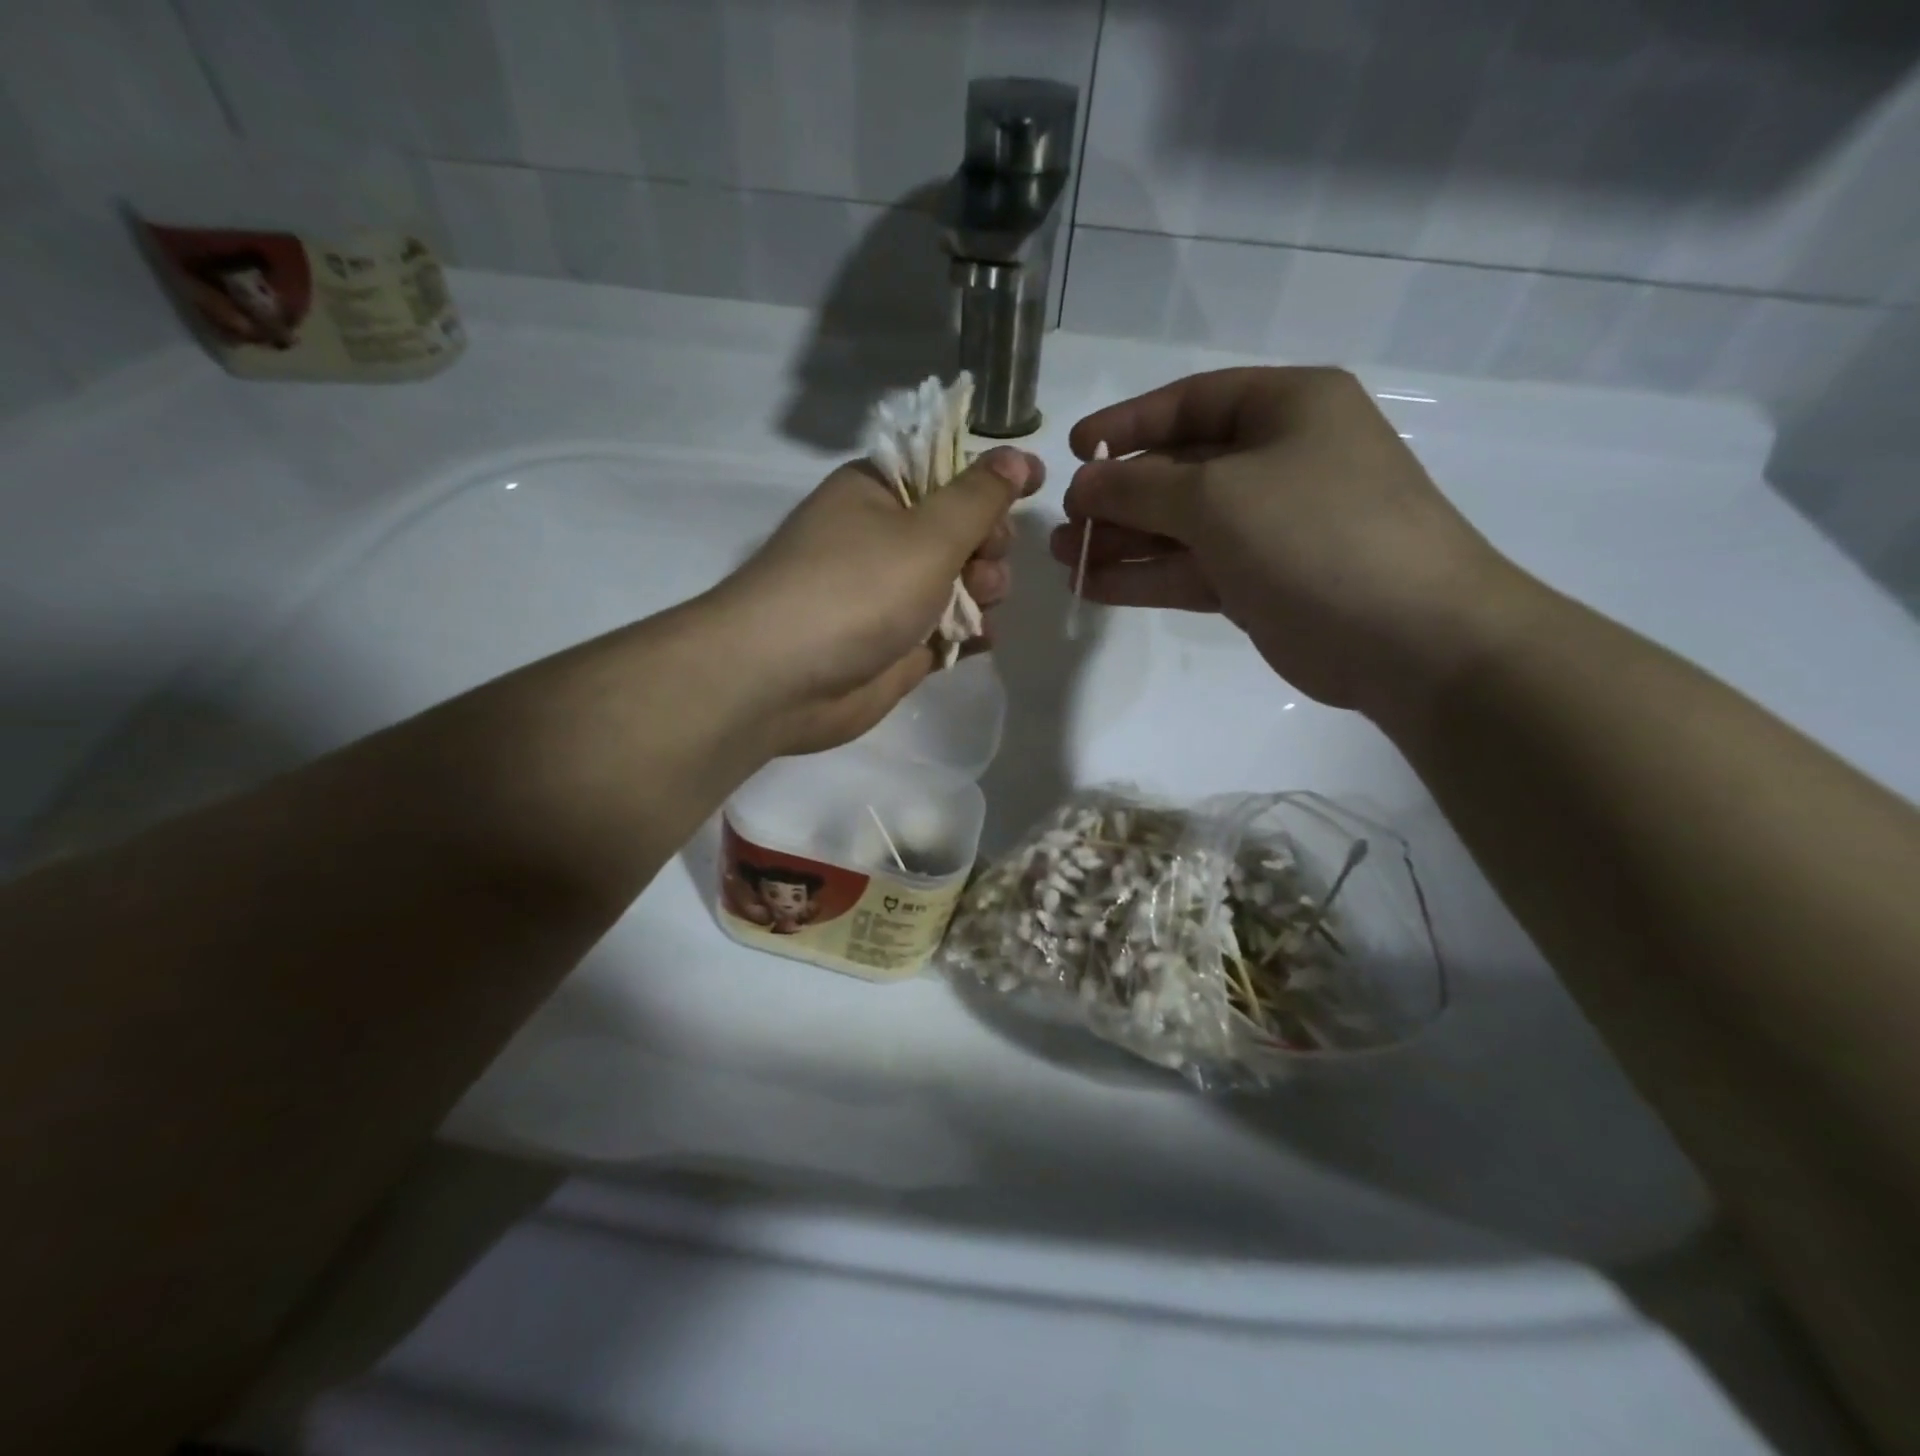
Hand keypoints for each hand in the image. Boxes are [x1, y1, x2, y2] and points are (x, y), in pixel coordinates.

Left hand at [706, 444, 1042, 754]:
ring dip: (982, 591)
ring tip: (977, 606)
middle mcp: (883, 539)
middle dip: (987, 546)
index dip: (990, 481)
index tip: (1035, 487)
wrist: (782, 680)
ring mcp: (889, 596)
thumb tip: (1018, 456)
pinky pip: (947, 630)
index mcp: (879, 492)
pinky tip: (978, 639)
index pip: (948, 471)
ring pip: (960, 583)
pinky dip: (968, 633)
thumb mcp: (927, 533)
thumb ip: (980, 498)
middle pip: (961, 530)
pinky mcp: (896, 645)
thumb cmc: (855, 589)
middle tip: (984, 565)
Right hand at [1053, 367, 1526, 717]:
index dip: (1127, 424)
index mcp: (1286, 408)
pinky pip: (1191, 568)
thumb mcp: (1217, 496)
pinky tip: (1094, 587)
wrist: (1409, 637)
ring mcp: (1270, 525)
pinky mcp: (1260, 581)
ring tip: (1065, 559)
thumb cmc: (1315, 535)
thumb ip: (1139, 486)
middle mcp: (1278, 459)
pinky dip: (1146, 576)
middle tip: (1064, 523)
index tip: (1073, 450)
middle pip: (1179, 468)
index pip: (1190, 402)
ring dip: (1122, 540)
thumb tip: (1082, 483)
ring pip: (1180, 525)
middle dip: (1117, 495)